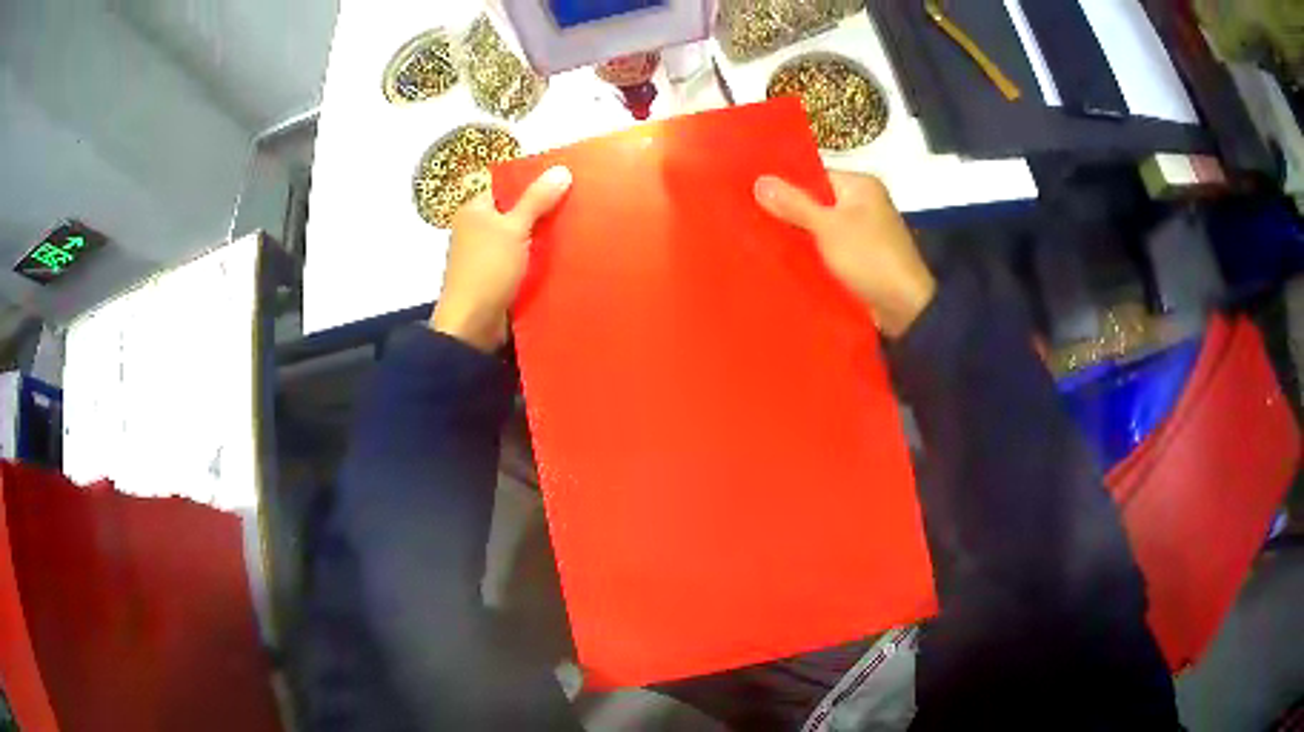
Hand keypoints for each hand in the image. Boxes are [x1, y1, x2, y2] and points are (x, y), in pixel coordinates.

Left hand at [431, 166, 572, 351]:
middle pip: (515, 212)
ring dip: (543, 238)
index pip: (506, 186)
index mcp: (474, 211)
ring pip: (521, 238)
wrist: (472, 326)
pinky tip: (564, 258)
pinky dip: (539, 260)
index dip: (533, 181)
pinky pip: (522, 262)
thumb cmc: (487, 270)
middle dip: (543, 210)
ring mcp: (486, 256)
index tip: (565, 180)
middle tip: (579, 204)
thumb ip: (536, 200)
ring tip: (579, 229)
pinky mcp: (496, 279)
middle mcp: (477, 230)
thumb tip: (562, 170)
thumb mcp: (514, 229)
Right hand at [754, 172, 935, 337]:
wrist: (905, 308)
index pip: (815, 175)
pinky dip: (811, 252)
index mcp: (861, 186)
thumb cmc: (869, 258)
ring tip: (759, 238)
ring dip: (798, 234)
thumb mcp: (828, 227)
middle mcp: (864, 203)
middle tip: (749, 217)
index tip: (752, 193)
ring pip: (820, 226)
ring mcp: (864, 232)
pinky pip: (828, 248)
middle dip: (788, 211)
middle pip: (816, 201)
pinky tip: (784, 259)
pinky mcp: (860, 257)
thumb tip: (759, 180)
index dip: (785, 184)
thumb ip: (794, 204)